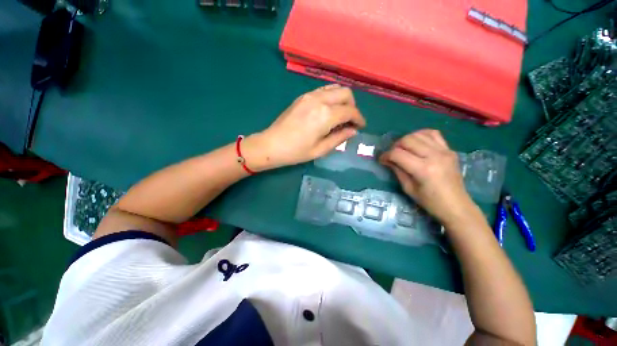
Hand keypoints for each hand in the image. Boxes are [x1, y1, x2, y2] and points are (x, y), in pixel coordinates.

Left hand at [244, 85, 365, 170]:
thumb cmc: (296, 152)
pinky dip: (331, 97)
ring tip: (341, 115)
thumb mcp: (320, 149)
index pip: (350, 111)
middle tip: (350, 121)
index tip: (361, 126)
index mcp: (326, 115)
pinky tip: (328, 109)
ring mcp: (310, 95)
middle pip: (346, 93)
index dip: (359, 118)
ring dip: (342, 99)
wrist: (271, 145)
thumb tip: (353, 131)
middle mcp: (320, 100)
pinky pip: (323, 90)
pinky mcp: (303, 96)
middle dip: (353, 106)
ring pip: (335, 88)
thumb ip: (339, 138)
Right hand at [380, 129, 475, 223]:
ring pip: (419, 134)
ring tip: (403, 149)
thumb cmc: (430, 202)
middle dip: (395, 146)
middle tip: (392, 155)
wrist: (456, 206)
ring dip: (407, 140)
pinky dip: (421, 135)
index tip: (381, 160)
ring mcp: (444, 151)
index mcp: (423, 169)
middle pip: (407, 140)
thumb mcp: (408, 188)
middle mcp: (434, 156)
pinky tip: (417, 143)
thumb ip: (397, 170)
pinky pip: (433, 134)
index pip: (397, 154)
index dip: (386, 155)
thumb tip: (387, 160)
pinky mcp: (449, 150)